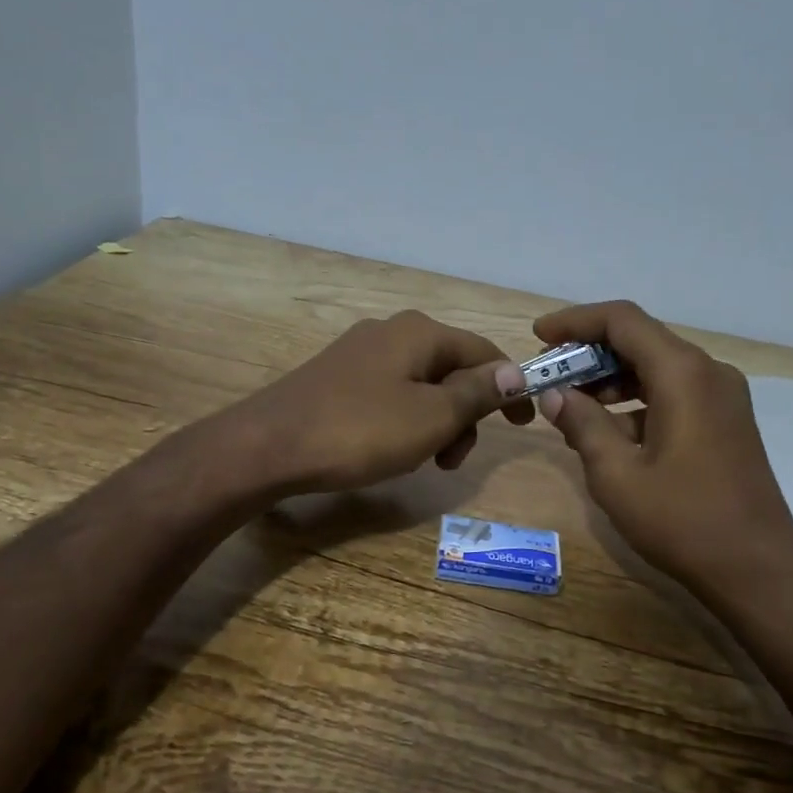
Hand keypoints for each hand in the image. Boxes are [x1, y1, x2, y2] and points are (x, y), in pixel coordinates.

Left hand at [236, 309, 534, 494]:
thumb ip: (478, 392)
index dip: (510, 388)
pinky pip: (390, 395)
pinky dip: (405, 422)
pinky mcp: (337, 378)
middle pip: (451, 370)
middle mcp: (391, 331)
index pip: (484, 352)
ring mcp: (360, 353)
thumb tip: (515, 372)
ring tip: (422, 461)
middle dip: (464, 415)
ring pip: (420, 386)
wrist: (268, 446)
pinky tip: (389, 450)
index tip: (524, 425)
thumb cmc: (360, 431)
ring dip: (435, 424)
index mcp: (420, 332)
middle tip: (453, 459)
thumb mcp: (432, 416)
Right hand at [532, 301, 792, 600]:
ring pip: (657, 367)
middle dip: (590, 352)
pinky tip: (608, 432)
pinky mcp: (727, 421)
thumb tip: (555, 394)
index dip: (575, 321)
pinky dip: (637, 401)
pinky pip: (674, 392)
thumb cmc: (682, 521)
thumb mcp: (617, 475)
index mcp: (683, 374)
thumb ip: (582, 424)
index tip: (539, 336)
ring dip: (612, 378)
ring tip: (571, 406)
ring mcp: (724, 397)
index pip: (622, 320)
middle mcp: (708, 372)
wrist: (757, 570)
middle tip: (550, 374)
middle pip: (641, 340)